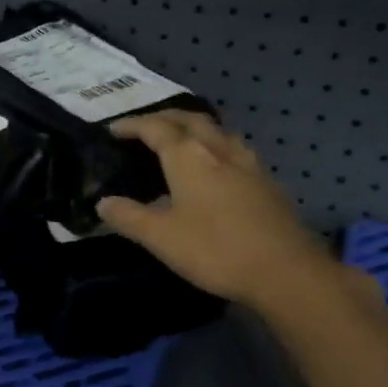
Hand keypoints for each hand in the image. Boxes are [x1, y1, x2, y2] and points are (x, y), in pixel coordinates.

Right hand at [95, 110, 336, 309]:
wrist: (284, 269)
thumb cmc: (215, 250)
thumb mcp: (161, 237)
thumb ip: (129, 217)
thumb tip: (103, 203)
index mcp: (188, 157)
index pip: (155, 128)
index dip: (132, 125)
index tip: (113, 129)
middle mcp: (218, 149)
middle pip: (189, 119)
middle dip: (163, 117)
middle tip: (144, 127)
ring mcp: (247, 163)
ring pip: (216, 130)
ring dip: (193, 127)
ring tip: (179, 140)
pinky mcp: (265, 180)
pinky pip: (233, 149)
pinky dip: (214, 146)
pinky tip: (214, 167)